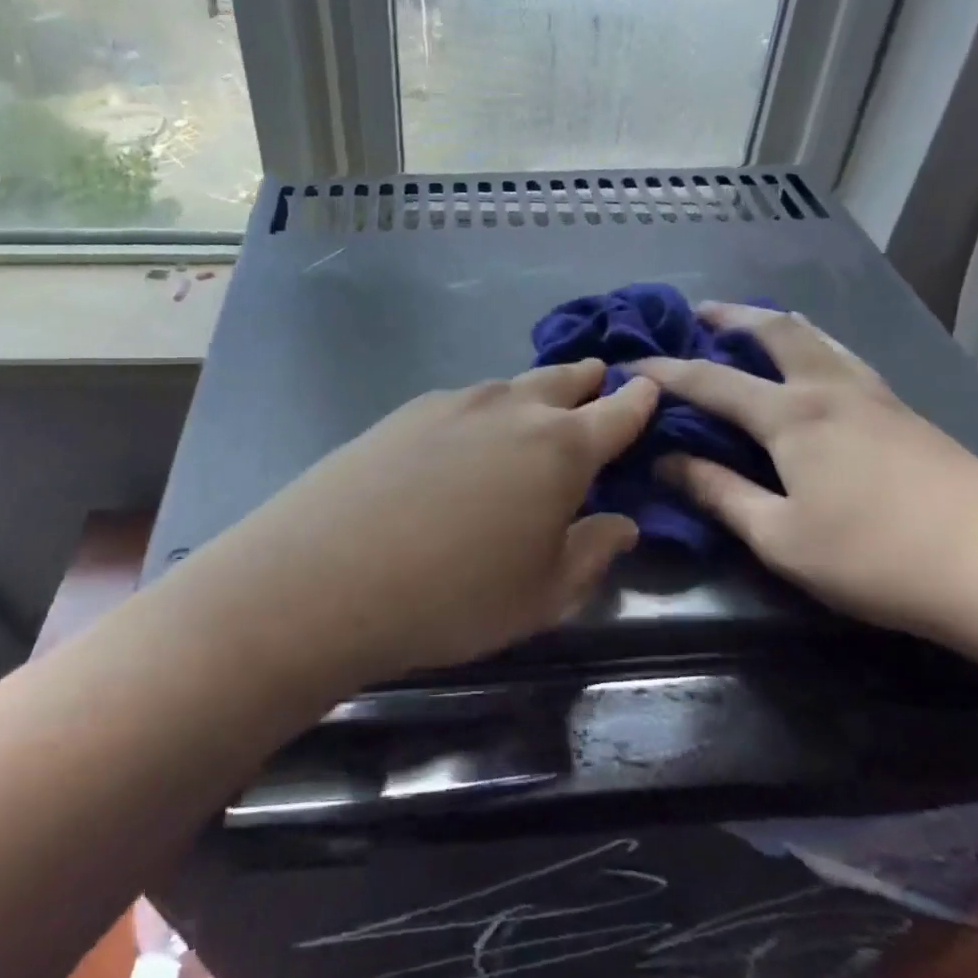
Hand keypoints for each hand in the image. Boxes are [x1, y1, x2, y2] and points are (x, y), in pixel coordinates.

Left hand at [188, 360, 657, 684]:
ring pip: (510, 387)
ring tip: (536, 408)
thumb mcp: (542, 594)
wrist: (327, 575)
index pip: (617, 413)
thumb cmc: (454, 596)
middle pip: (563, 380)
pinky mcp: (406, 411)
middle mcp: (512, 409)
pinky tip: (466, 439)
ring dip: (533, 394)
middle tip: (598, 380)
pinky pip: (463, 402)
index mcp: (561, 449)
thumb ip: (591, 553)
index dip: (639, 402)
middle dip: (587, 381)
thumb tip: (621, 523)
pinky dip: (482, 411)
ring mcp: (454, 402)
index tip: (649, 389)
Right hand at [634, 303, 977, 651]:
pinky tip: (818, 372)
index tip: (631, 364)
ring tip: (755, 328)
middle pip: (776, 331)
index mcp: (792, 415)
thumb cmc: (877, 557)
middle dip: (731, 317)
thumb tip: (664, 462)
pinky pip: (846, 359)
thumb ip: (719, 494)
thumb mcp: (780, 536)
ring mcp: (878, 396)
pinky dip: (813, 348)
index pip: (711, 381)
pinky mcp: (909, 415)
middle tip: (700, 313)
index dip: (666, 371)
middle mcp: (832, 388)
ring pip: (820, 338)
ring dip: (778, 325)